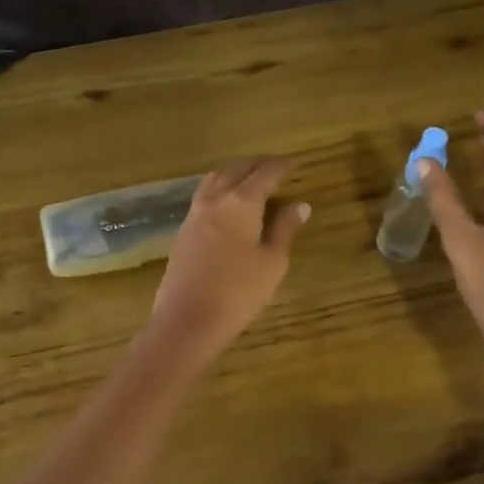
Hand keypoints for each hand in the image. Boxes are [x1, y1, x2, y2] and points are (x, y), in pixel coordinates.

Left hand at [147, 158, 307, 358]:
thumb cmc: (238, 292)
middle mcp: (215, 200)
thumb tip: (299, 205)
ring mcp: (194, 214)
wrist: (187, 320)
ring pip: (215, 179)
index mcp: (241, 202)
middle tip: (275, 166)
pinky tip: (228, 202)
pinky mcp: (183, 231)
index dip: (282, 166)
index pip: (265, 173)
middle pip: (236, 169)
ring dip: (234, 172)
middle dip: (257, 163)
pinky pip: (203, 196)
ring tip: (250, 178)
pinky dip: (220, 188)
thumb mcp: (272, 262)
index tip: (296, 162)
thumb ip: (284, 229)